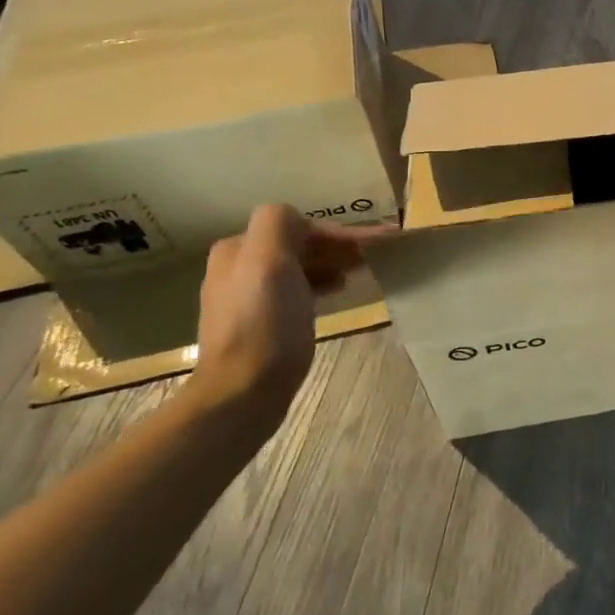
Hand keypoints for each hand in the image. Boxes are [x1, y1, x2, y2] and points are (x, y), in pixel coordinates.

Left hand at [187, 205, 389, 426]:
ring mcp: (246, 298)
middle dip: (337, 247)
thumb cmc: (265, 323)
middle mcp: (236, 268)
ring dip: (331, 264)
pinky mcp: (258, 325)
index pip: (299, 226)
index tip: (377, 243)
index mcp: (238, 248)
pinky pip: (295, 292)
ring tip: (362, 272)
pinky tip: (336, 294)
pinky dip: (319, 286)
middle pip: (298, 246)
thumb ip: (281, 223)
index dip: (340, 232)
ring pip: (298, 268)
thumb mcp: (270, 260)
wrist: (242, 393)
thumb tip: (302, 221)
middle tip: (375, 256)